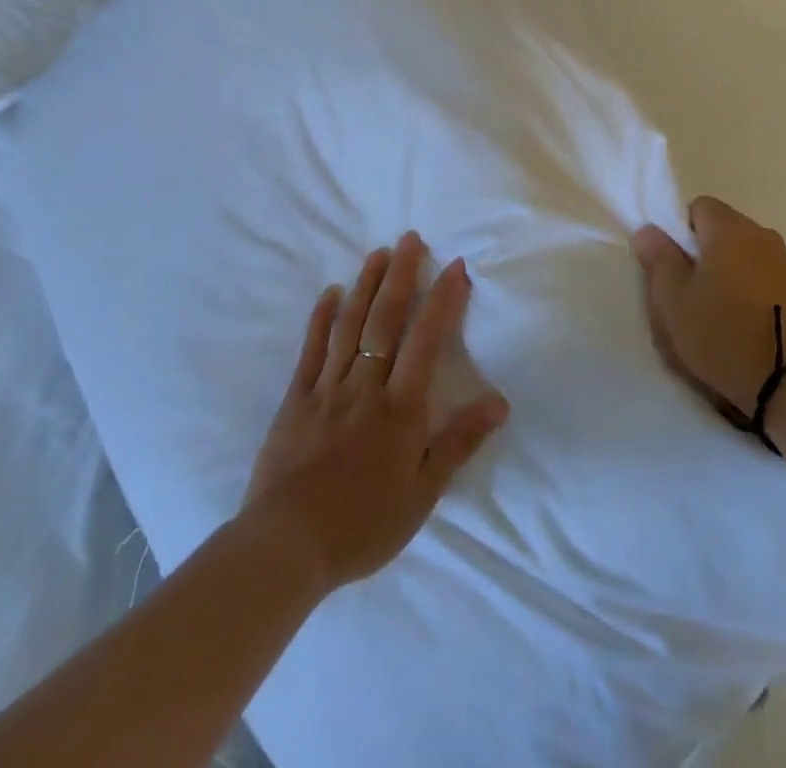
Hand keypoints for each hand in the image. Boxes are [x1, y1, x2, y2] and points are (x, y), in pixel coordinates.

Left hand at [243, 232, 508, 593]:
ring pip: (350, 326)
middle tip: (410, 238)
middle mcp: (366, 386)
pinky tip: (330, 293)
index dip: (442, 300)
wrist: (286, 548)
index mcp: (400, 407)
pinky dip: (321, 318)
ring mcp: (327, 389)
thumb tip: (499, 402)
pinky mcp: (295, 400)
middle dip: (401, 276)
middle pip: (385, 320)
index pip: (426, 340)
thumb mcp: (422, 494)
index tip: (454, 266)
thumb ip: (459, 442)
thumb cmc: (362, 524)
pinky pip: (311, 350)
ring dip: (365, 285)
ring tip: (379, 253)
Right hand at [633, 197, 785, 422]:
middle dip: (707, 251)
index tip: (677, 266)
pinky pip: (769, 274)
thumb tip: (649, 230)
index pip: (700, 206)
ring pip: (749, 252)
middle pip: (726, 228)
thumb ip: (659, 259)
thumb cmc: (722, 335)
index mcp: (730, 230)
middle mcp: (763, 235)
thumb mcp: (674, 302)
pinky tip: (750, 321)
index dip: (682, 230)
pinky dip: (756, 287)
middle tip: (694, 291)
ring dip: (734, 269)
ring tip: (724, 310)